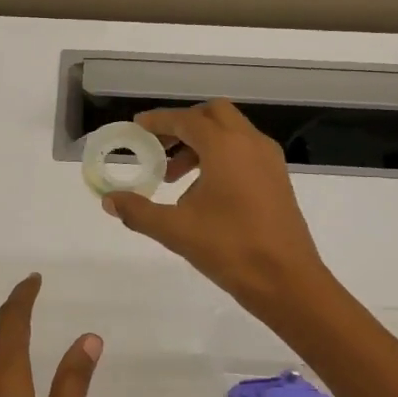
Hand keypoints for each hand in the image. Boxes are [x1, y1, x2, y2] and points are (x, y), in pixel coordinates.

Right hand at [99, 101, 335, 321]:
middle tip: (158, 146)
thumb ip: (138, 211)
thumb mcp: (175, 230)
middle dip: (183, 124)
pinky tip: (203, 191)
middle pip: (213, 115)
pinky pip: (244, 151)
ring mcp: (269, 160)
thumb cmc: (230, 248)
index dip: (159, 121)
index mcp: (225, 146)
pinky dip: (220, 156)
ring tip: (174, 177)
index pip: (186, 120)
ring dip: (201, 143)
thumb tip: (109, 200)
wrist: (288, 281)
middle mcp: (250, 143)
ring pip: (230, 132)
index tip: (138, 126)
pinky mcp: (277, 179)